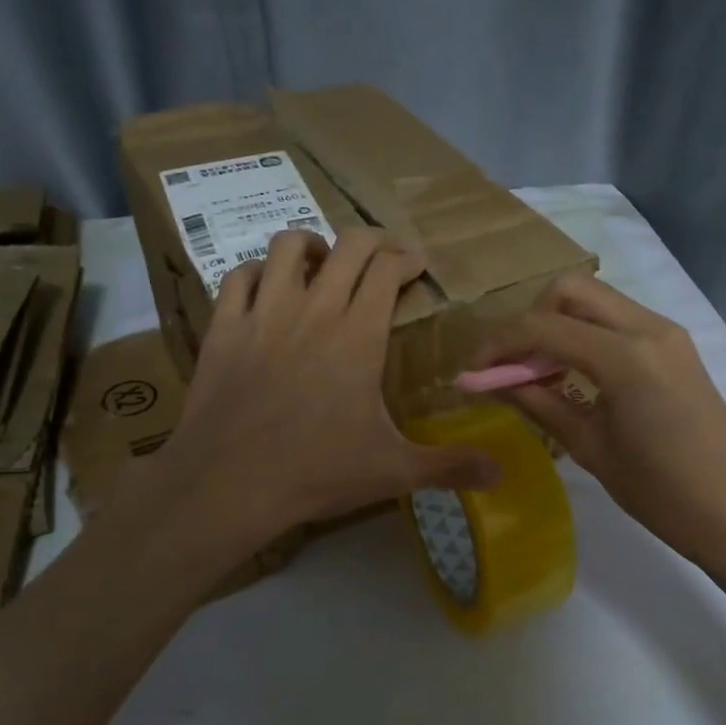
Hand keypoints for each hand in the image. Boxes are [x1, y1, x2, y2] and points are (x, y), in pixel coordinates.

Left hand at [159, 229, 500, 538]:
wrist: (228, 483)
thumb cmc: (317, 472)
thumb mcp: (393, 471)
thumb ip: (449, 466)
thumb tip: (502, 474)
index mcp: (358, 335)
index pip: (386, 270)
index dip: (406, 258)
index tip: (416, 267)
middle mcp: (313, 310)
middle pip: (347, 245)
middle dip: (372, 241)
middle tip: (383, 259)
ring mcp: (263, 314)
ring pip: (288, 246)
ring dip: (314, 247)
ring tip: (324, 266)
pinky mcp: (224, 328)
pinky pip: (238, 276)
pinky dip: (259, 272)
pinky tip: (268, 290)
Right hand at [480, 273, 725, 564]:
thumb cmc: (659, 491)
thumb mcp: (590, 447)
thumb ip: (540, 403)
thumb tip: (494, 382)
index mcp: (625, 357)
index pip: (544, 327)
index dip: (499, 344)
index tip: (472, 369)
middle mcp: (648, 328)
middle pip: (570, 290)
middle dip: (529, 319)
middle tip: (512, 364)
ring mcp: (667, 332)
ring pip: (595, 300)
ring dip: (557, 323)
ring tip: (538, 372)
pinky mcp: (675, 345)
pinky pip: (618, 320)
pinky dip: (586, 333)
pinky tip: (574, 374)